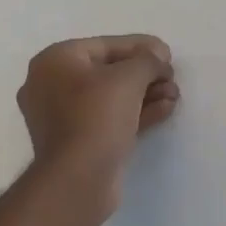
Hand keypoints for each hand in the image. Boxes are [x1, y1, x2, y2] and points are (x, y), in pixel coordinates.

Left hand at [17, 36, 178, 214]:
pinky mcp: (75, 142)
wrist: (78, 179)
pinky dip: (135, 113)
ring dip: (145, 94)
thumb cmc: (97, 116)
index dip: (140, 46)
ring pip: (110, 97)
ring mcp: (61, 116)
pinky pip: (108, 118)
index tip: (167, 53)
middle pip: (107, 71)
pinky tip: (165, 110)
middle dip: (144, 74)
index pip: (104, 45)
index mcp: (54, 61)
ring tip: (175, 95)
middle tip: (172, 77)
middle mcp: (51, 84)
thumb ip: (148, 60)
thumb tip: (158, 57)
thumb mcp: (129, 78)